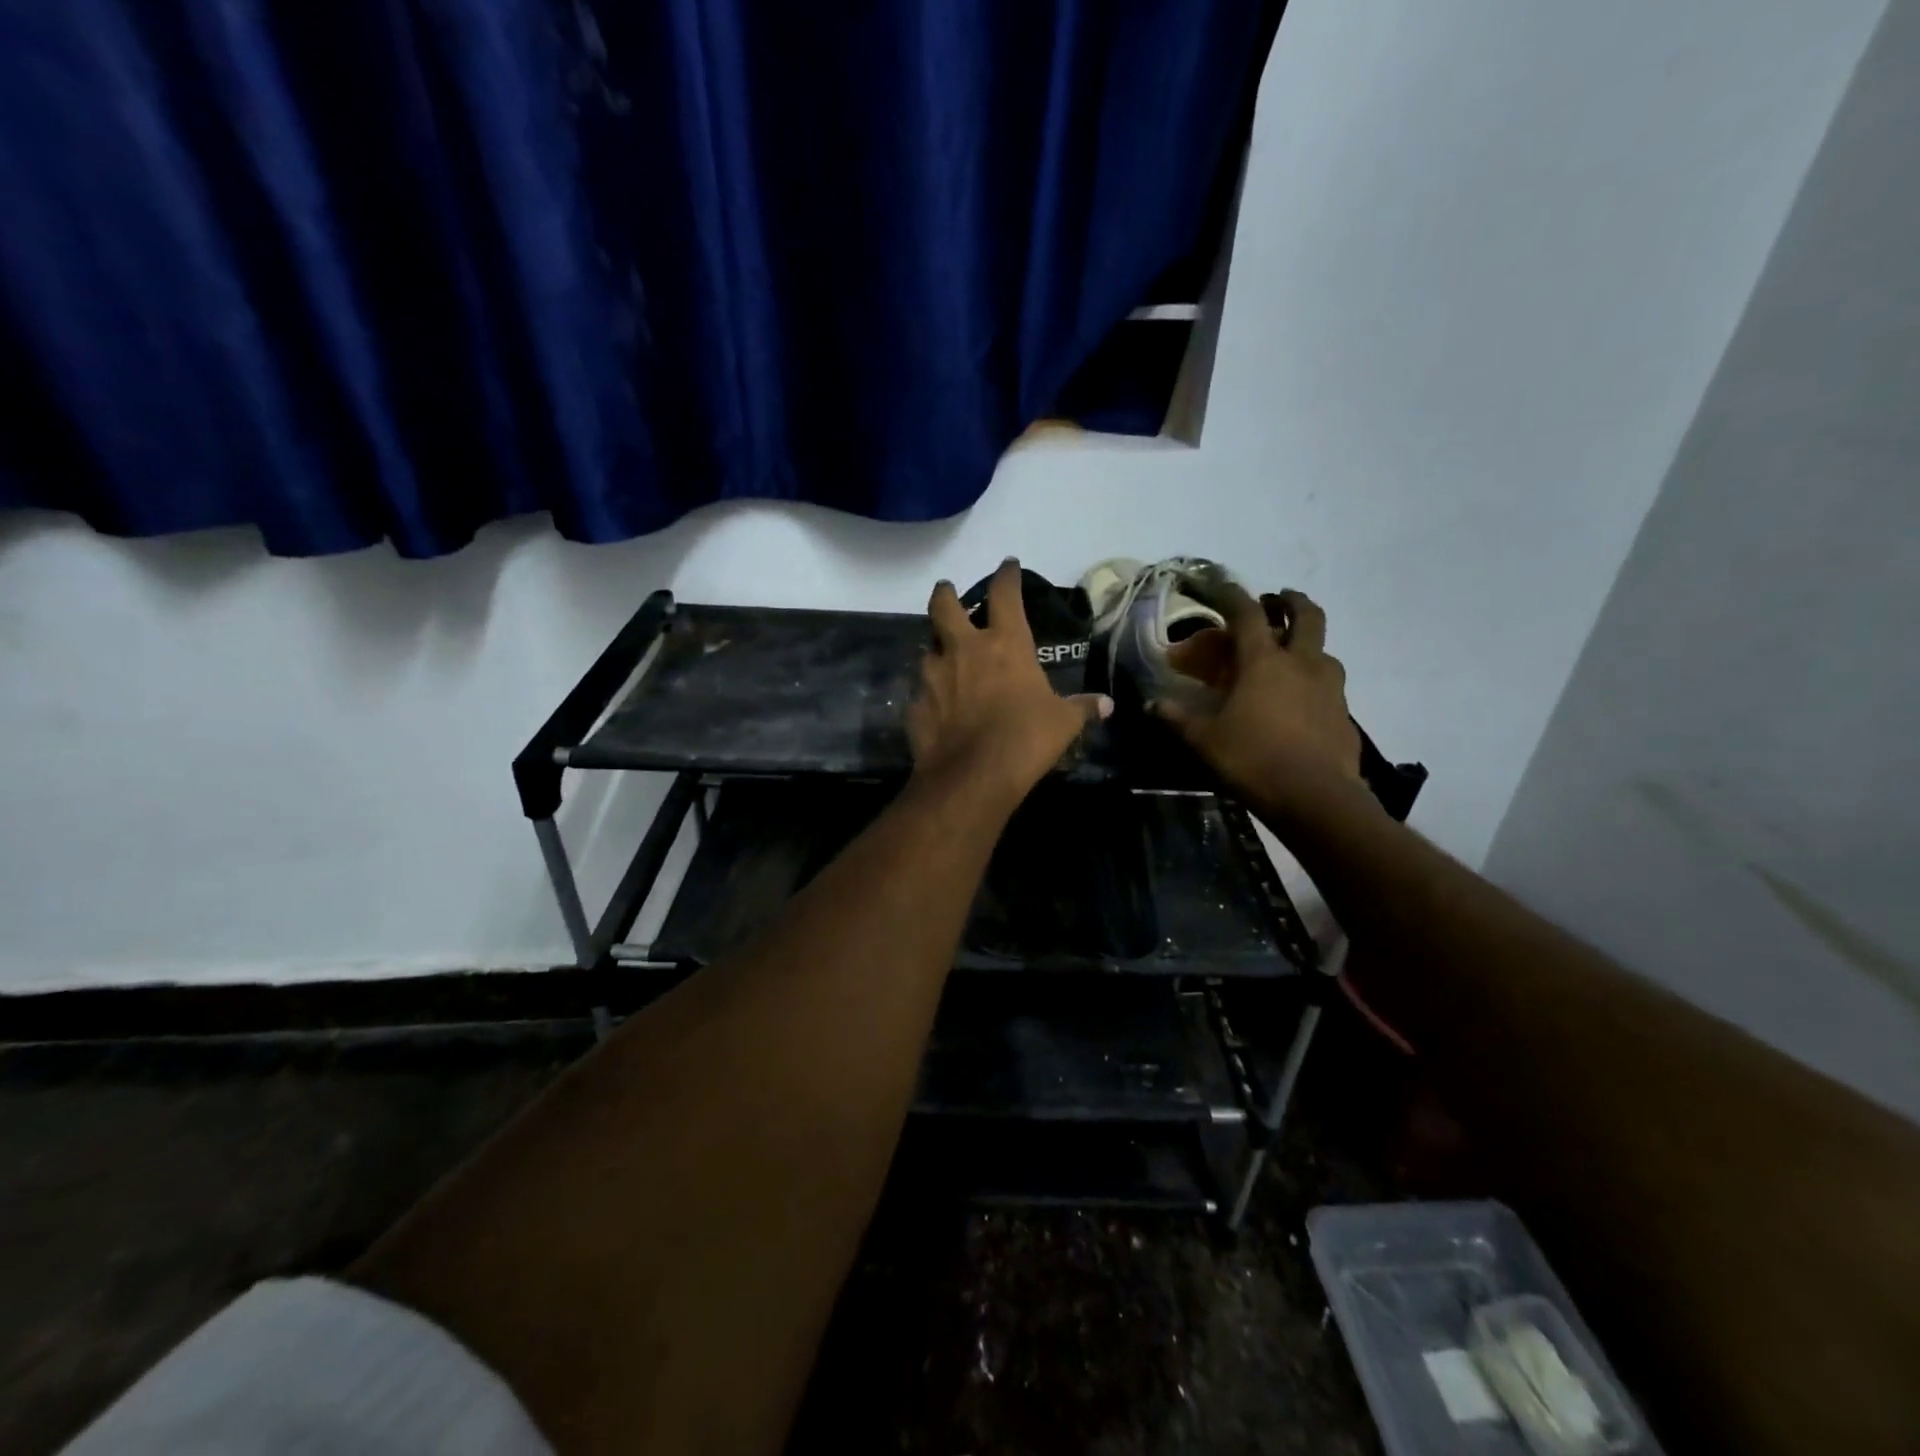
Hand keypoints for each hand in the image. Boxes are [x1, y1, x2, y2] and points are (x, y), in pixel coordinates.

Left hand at [908, 560, 1111, 800]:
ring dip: (935, 649)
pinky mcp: (916, 705)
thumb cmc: (1027, 738)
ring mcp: (934, 676)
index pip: (1005, 594)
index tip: (1007, 565)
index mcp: (1004, 644)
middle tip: (946, 591)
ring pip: (927, 648)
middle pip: (944, 606)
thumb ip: (1082, 708)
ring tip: (942, 658)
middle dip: (945, 594)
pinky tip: (936, 706)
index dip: (1006, 576)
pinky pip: (920, 692)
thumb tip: (1107, 705)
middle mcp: (964, 650)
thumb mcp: (1063, 723)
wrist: (974, 775)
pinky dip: (928, 694)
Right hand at [1153, 586, 1367, 823]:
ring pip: (1323, 650)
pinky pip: (1330, 685)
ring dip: (1307, 645)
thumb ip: (1177, 718)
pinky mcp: (1344, 714)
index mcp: (1264, 662)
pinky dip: (1315, 681)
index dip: (1232, 595)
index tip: (1221, 585)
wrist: (1317, 798)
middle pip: (1307, 615)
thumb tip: (1152, 704)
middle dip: (1291, 601)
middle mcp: (1302, 664)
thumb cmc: (1252, 760)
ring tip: (1290, 658)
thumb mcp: (1204, 741)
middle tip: (1278, 601)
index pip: (1247, 614)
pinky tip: (1302, 702)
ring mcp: (1330, 687)